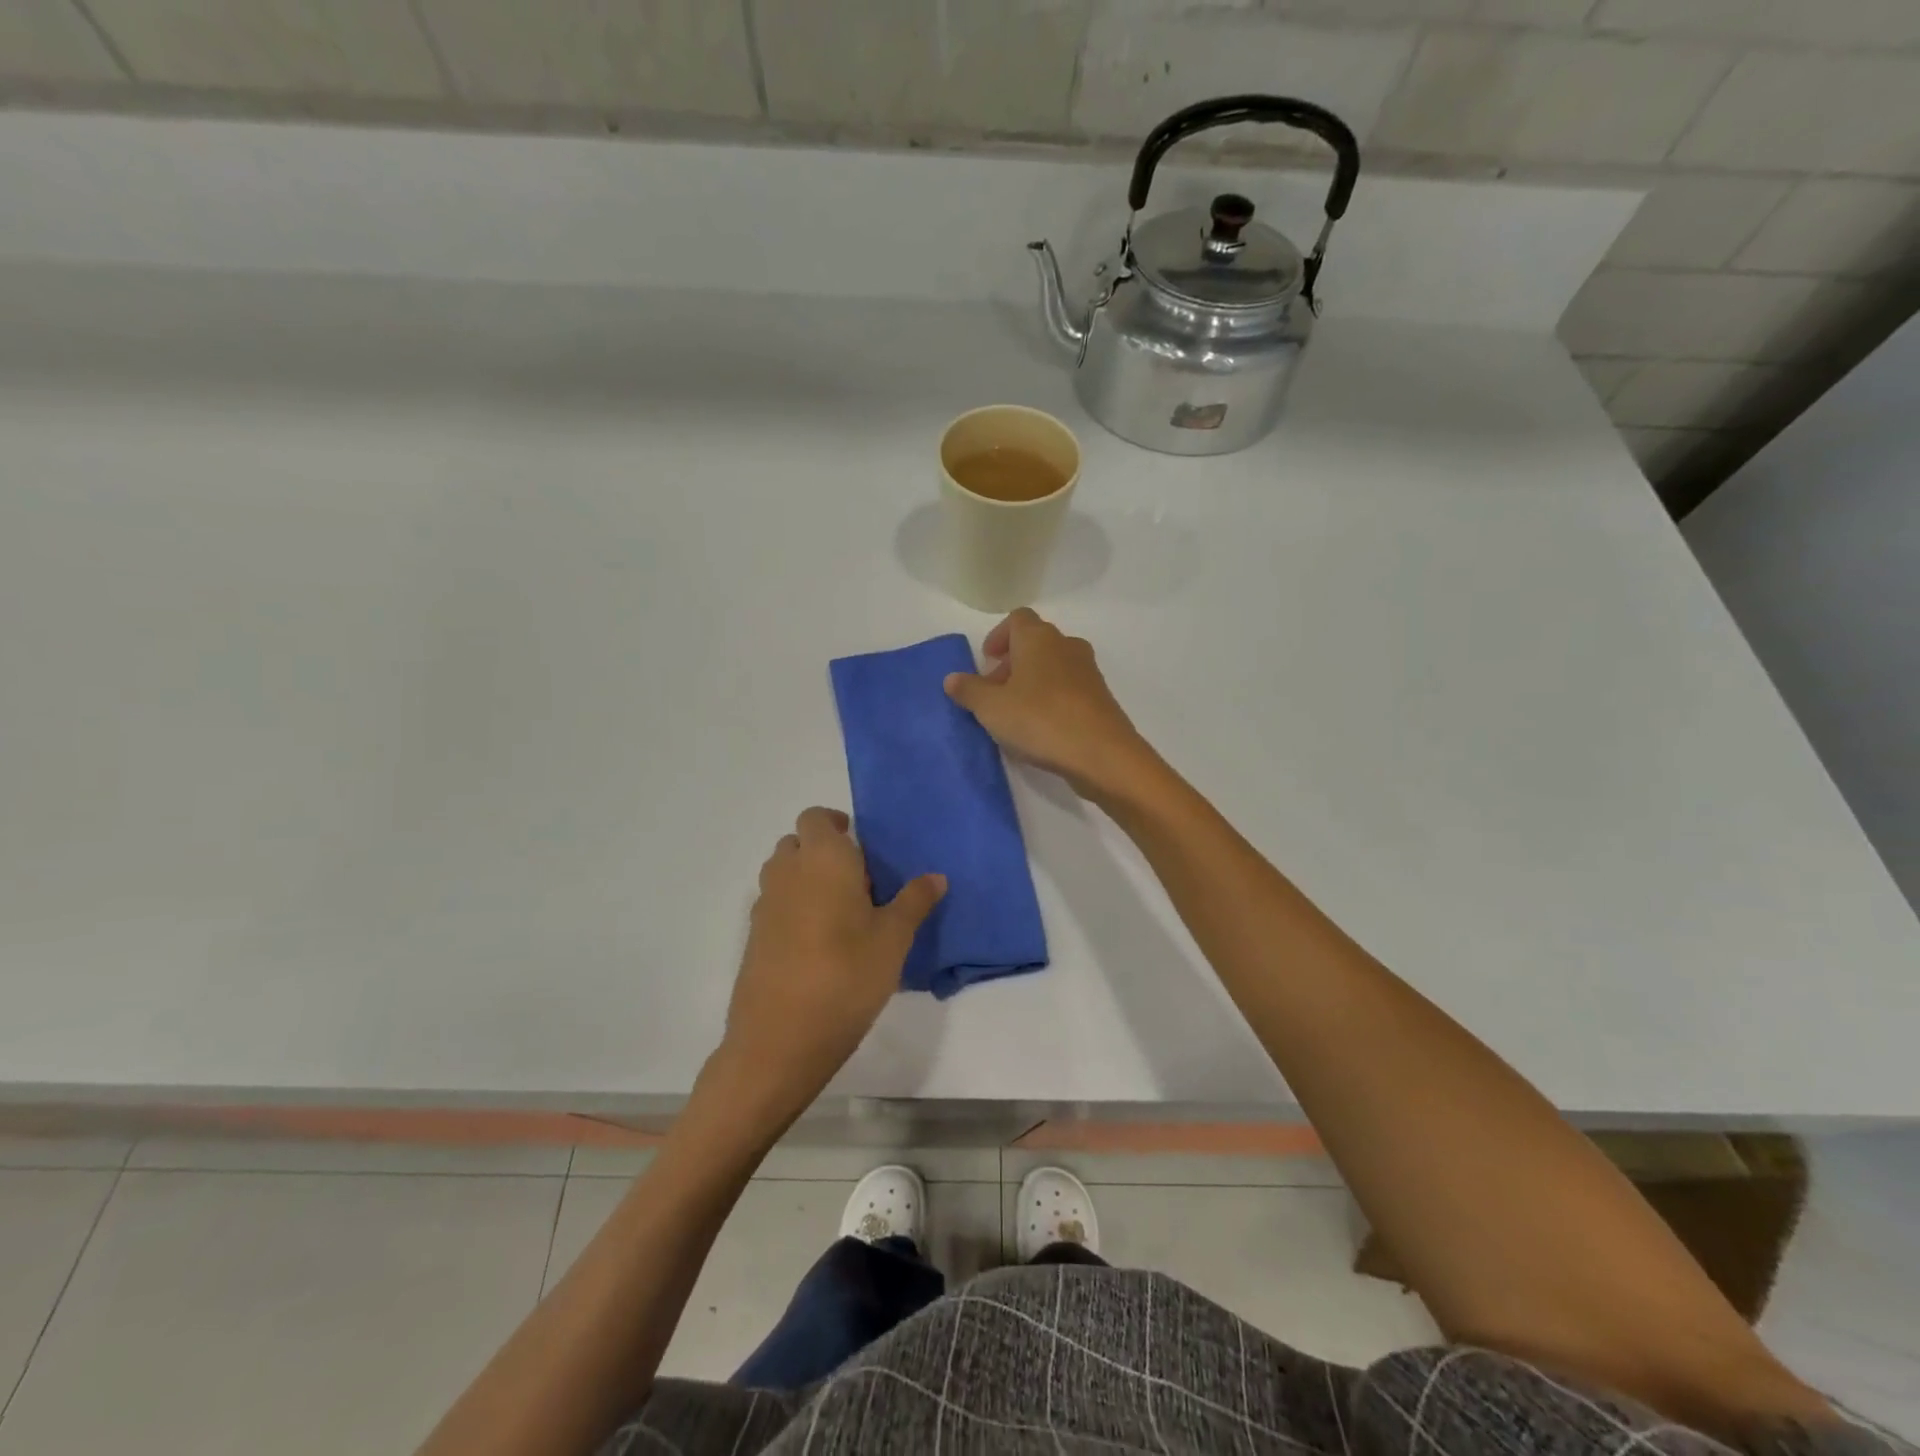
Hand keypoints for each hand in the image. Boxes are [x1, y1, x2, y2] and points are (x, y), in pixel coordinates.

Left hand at [710, 807, 944, 1123]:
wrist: (780, 1039)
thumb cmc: (846, 976)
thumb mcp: (894, 939)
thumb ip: (914, 902)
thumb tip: (936, 876)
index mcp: (822, 859)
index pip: (817, 817)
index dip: (836, 825)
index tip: (862, 849)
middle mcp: (786, 872)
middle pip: (797, 842)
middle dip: (823, 851)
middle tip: (858, 882)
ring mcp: (764, 905)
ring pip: (783, 872)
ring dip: (806, 878)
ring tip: (841, 913)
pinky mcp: (753, 937)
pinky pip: (775, 904)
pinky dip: (793, 907)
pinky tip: (819, 944)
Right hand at [943, 608, 1155, 801]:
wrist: (1101, 753)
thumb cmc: (1040, 720)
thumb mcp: (991, 708)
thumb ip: (969, 690)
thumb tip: (952, 678)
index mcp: (1038, 638)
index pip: (1017, 619)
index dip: (998, 636)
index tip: (986, 661)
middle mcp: (1066, 646)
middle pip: (1035, 643)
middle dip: (1012, 663)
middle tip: (995, 692)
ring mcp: (1088, 671)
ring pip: (1053, 666)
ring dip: (1032, 682)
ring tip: (1015, 713)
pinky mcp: (1100, 698)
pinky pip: (1069, 689)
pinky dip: (1051, 699)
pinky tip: (1041, 729)